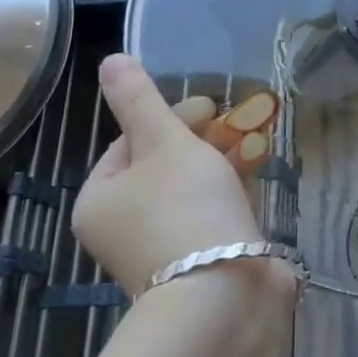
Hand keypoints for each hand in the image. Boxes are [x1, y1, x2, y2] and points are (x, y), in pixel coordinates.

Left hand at [72, 55, 263, 291]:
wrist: (222, 297)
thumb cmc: (185, 209)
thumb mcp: (163, 142)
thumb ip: (140, 100)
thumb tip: (109, 59)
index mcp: (101, 200)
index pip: (129, 142)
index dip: (169, 117)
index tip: (210, 106)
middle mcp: (124, 227)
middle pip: (162, 165)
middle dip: (201, 139)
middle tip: (236, 122)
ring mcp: (162, 248)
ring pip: (190, 190)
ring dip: (220, 162)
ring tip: (254, 142)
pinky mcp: (199, 262)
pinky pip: (211, 214)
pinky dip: (230, 191)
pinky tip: (256, 175)